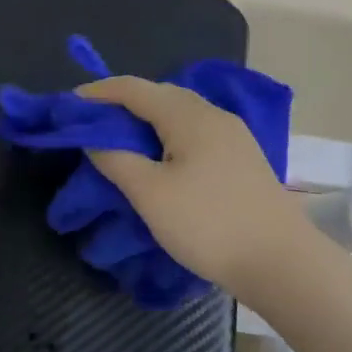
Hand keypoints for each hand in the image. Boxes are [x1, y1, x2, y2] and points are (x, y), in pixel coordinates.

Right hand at [79, 76, 306, 298]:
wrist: (282, 263)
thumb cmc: (209, 224)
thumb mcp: (150, 194)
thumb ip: (116, 160)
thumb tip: (94, 139)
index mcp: (189, 115)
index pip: (134, 88)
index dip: (99, 92)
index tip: (69, 103)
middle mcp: (213, 115)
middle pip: (160, 96)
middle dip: (123, 103)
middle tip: (92, 123)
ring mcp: (233, 137)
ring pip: (180, 114)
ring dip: (146, 120)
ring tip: (121, 140)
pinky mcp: (243, 159)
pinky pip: (195, 133)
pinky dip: (167, 136)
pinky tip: (160, 158)